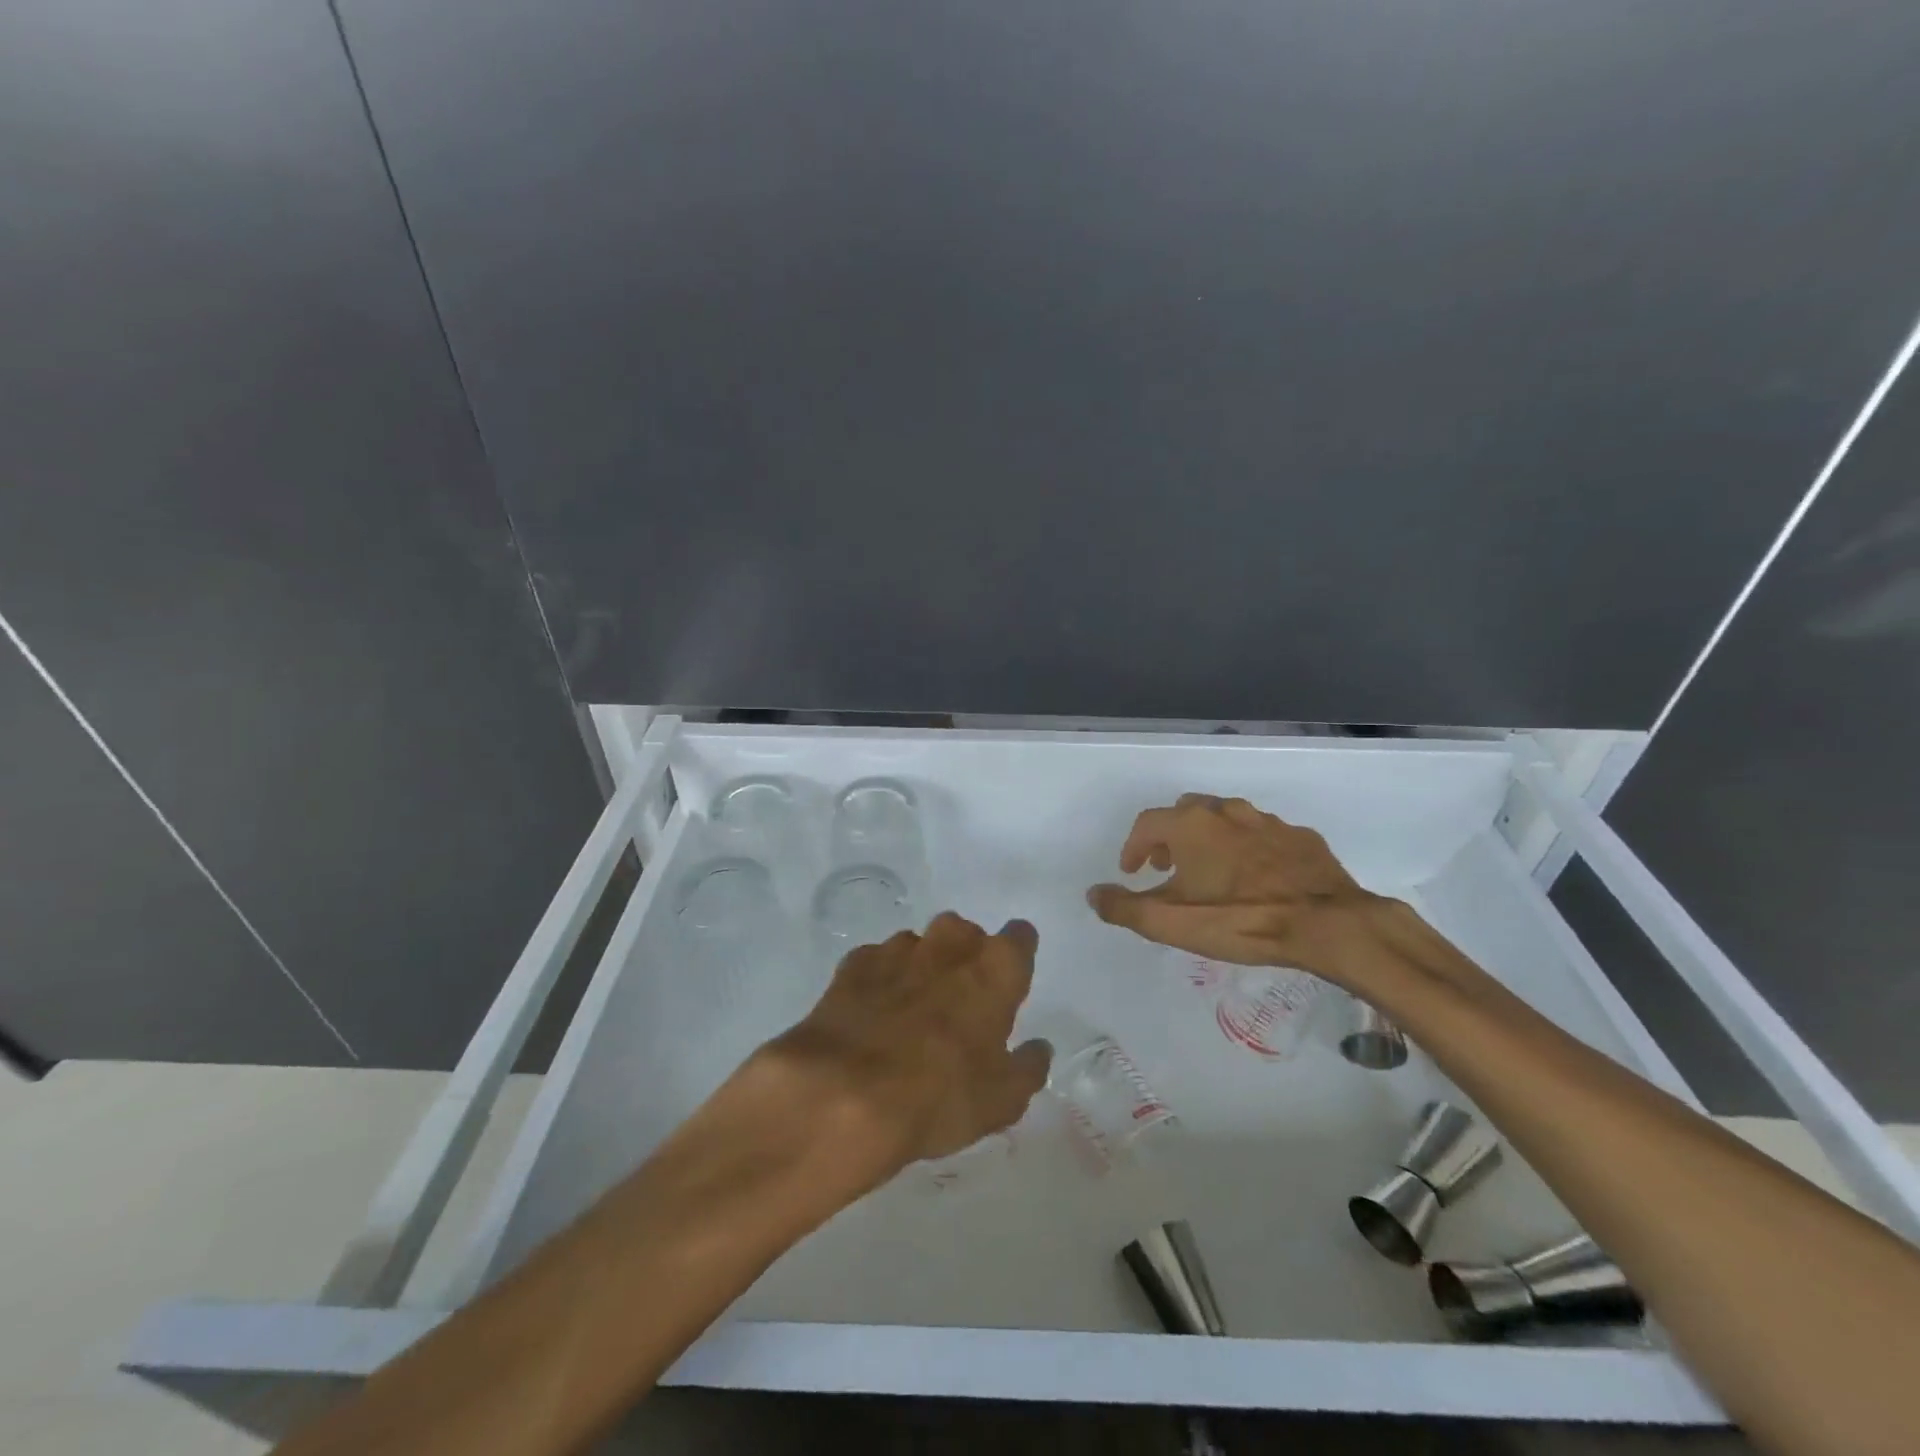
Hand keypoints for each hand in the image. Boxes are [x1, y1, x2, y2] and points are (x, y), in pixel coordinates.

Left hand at [762, 913, 1051, 1175]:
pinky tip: (872, 1016)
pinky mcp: (854, 963)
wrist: (843, 1094)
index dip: (1016, 958)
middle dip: (966, 959)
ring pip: (920, 946)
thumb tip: (1039, 1048)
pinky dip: (880, 981)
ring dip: (922, 969)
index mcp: (995, 968)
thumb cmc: (939, 1097)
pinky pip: (877, 962)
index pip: (1020, 938)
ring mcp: (898, 949)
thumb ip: (1027, 1068)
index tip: (1010, 983)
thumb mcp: (1001, 1101)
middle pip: (966, 935)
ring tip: (910, 1015)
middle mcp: (950, 944)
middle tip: (960, 1004)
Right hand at [1087, 794, 1385, 979]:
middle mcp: (1225, 812)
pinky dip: (1248, 848)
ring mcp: (1266, 821)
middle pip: (1186, 812)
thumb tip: (1093, 894)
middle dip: (1170, 837)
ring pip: (1226, 819)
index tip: (1132, 871)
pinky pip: (1262, 835)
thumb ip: (1125, 908)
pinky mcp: (1300, 837)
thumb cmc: (1239, 919)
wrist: (1327, 922)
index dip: (1133, 847)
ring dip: (1209, 839)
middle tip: (1167, 867)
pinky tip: (1256, 876)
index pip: (1147, 824)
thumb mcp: (1171, 924)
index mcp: (1191, 825)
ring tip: (1210, 872)